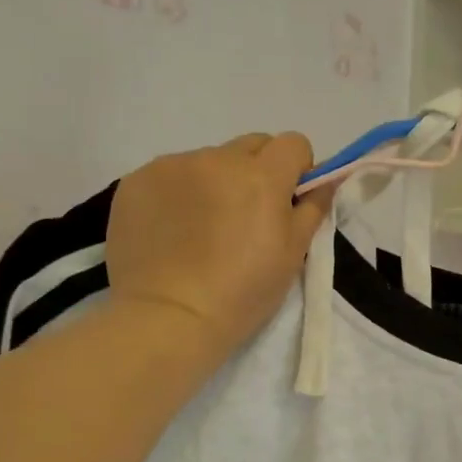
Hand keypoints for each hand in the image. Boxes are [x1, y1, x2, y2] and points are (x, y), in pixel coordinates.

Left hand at [107, 133, 333, 361]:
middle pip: (250, 146)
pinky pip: (169, 176)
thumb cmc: (242, 293)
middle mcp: (217, 158)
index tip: (288, 202)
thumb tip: (325, 182)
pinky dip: (177, 195)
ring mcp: (172, 166)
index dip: (297, 170)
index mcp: (262, 176)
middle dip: (257, 172)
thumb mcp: (291, 256)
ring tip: (202, 231)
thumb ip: (312, 209)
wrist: (167, 317)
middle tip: (247, 218)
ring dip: (214, 183)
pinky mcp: (136, 181)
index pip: (293, 144)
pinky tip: (171, 233)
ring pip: (207, 161)